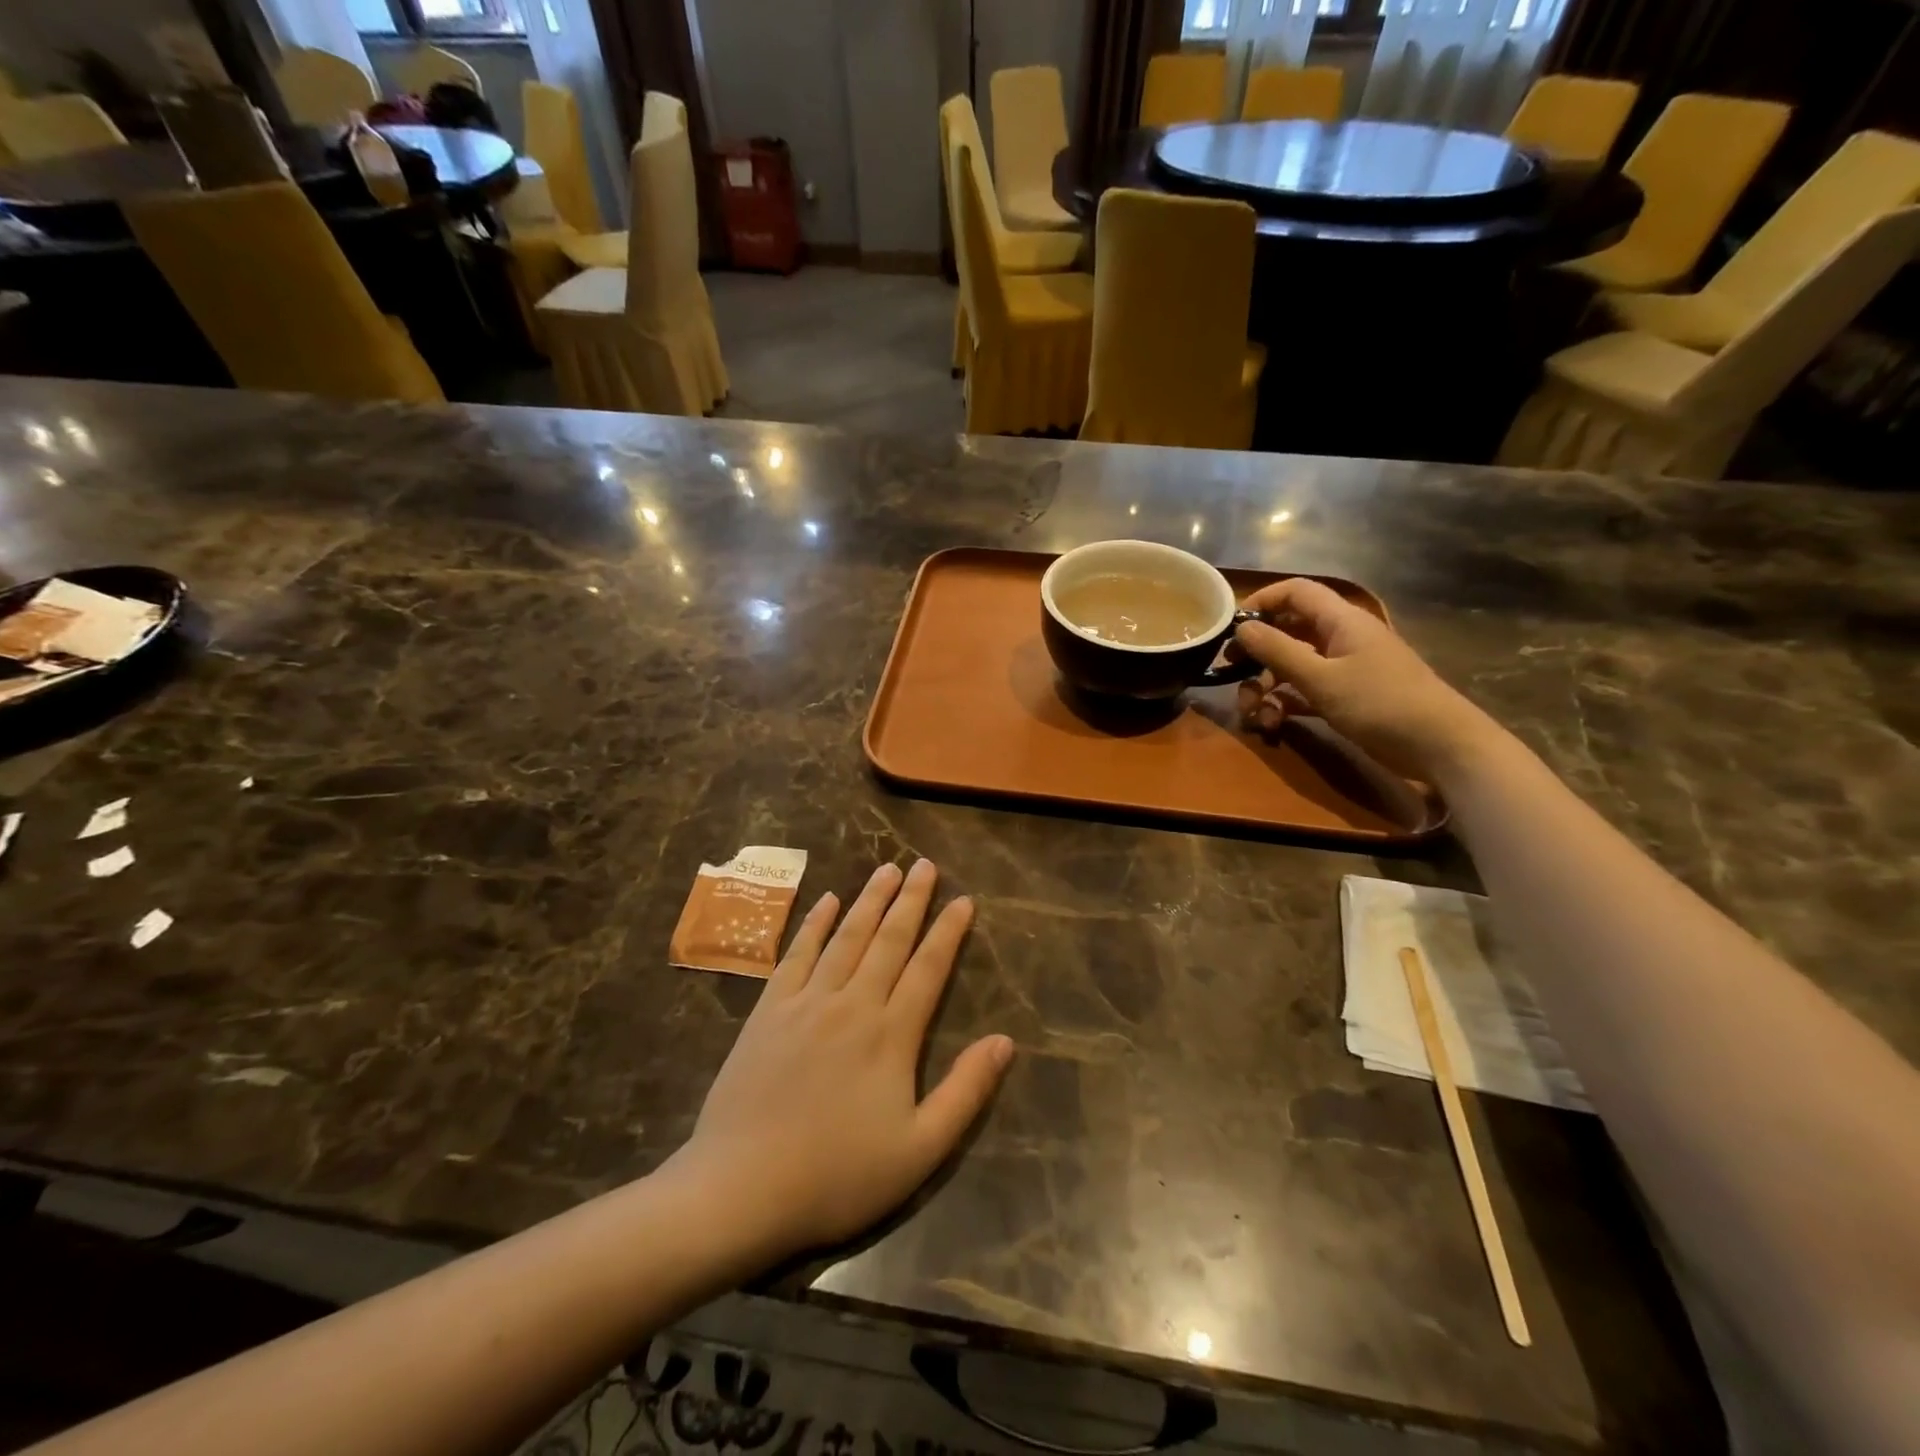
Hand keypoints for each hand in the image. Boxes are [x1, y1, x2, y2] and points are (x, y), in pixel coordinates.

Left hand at [669, 860, 1012, 1262]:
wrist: (740, 1189)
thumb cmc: (837, 1176)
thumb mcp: (919, 1150)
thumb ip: (965, 1092)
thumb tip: (1005, 1041)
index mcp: (891, 1035)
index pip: (928, 969)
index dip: (948, 932)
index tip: (964, 900)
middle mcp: (852, 1004)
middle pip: (888, 940)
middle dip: (911, 900)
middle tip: (925, 865)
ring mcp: (806, 1002)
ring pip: (846, 937)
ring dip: (869, 900)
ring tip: (887, 869)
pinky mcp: (768, 1011)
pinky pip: (796, 954)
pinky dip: (815, 924)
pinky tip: (827, 901)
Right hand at [1232, 578, 1500, 781]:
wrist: (1439, 746)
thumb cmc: (1379, 703)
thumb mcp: (1321, 678)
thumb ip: (1278, 651)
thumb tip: (1242, 627)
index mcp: (1340, 621)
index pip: (1296, 592)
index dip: (1262, 600)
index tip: (1231, 625)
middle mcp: (1341, 638)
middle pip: (1288, 631)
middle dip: (1257, 653)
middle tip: (1230, 673)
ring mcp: (1344, 668)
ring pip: (1292, 665)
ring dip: (1266, 686)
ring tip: (1252, 712)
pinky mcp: (1346, 697)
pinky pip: (1304, 691)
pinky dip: (1285, 703)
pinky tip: (1272, 723)